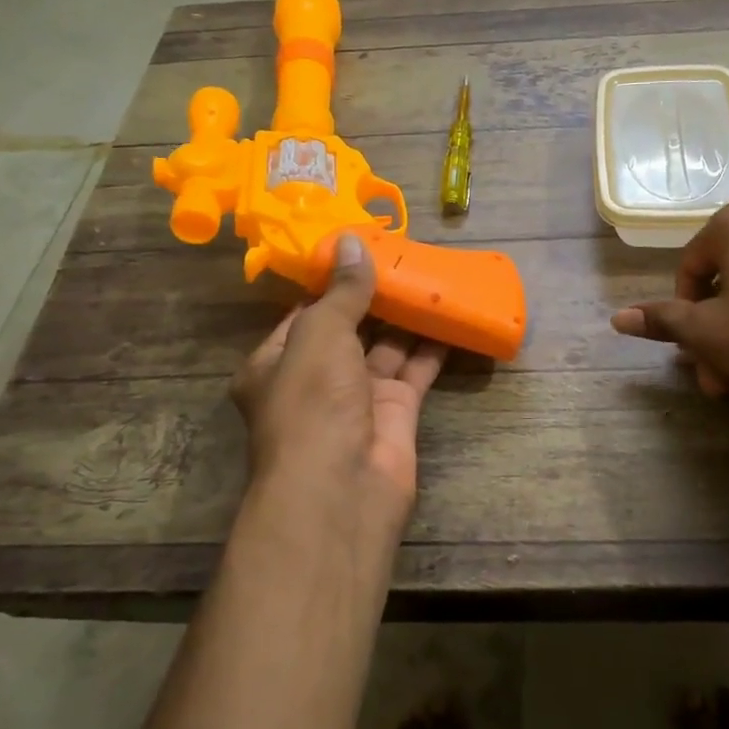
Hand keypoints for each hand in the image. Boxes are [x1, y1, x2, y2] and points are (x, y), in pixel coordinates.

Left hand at [232, 233, 447, 538]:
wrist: (341, 488)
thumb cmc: (313, 403)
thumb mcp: (320, 334)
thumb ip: (342, 291)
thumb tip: (352, 240)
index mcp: (277, 363)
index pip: (305, 314)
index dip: (333, 283)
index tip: (362, 250)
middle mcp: (315, 380)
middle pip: (349, 329)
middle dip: (375, 298)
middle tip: (406, 258)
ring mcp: (357, 399)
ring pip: (386, 348)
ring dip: (407, 318)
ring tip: (432, 277)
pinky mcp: (396, 414)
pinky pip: (416, 370)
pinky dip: (433, 347)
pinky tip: (452, 315)